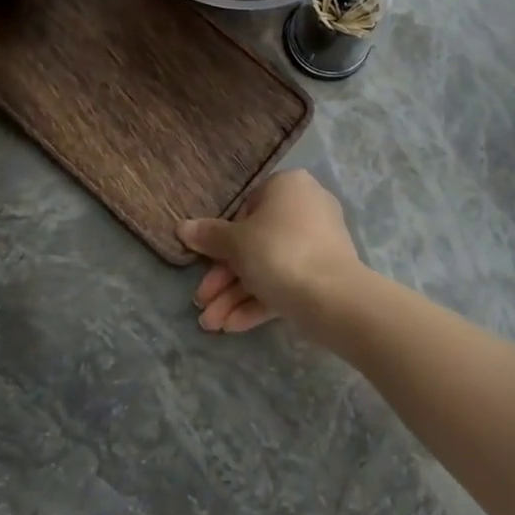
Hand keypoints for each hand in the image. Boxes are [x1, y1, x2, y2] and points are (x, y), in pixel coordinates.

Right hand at [179, 169, 363, 334]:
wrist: (332, 297)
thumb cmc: (278, 251)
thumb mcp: (236, 242)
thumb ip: (209, 236)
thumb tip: (182, 227)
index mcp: (288, 187)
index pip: (246, 208)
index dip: (222, 239)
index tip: (203, 262)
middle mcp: (306, 208)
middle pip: (255, 243)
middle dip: (224, 278)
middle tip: (202, 303)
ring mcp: (318, 243)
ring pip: (268, 267)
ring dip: (236, 295)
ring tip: (211, 325)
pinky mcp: (324, 275)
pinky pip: (286, 283)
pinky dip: (259, 302)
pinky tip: (233, 327)